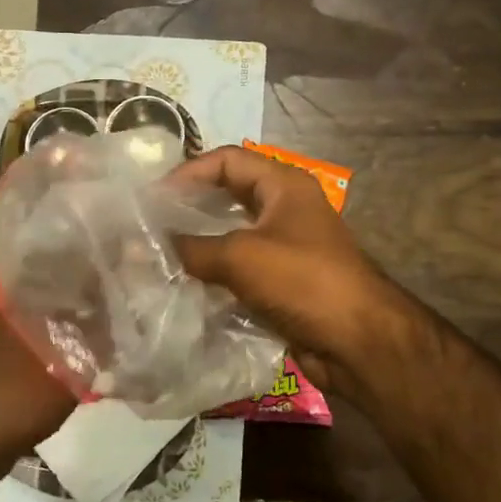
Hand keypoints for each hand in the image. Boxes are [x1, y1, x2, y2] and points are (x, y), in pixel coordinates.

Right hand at [169, 146, 400, 391]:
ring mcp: (285, 246)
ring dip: (197, 243)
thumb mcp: (241, 256)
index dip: (188, 172)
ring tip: (157, 254)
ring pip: (230, 234)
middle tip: (149, 224)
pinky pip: (239, 268)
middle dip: (189, 208)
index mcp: (283, 184)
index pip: (227, 159)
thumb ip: (190, 248)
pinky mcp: (282, 281)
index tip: (151, 197)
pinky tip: (182, 283)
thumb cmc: (304, 281)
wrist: (359, 342)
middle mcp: (284, 208)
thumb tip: (141, 247)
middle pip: (227, 195)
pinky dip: (212, 273)